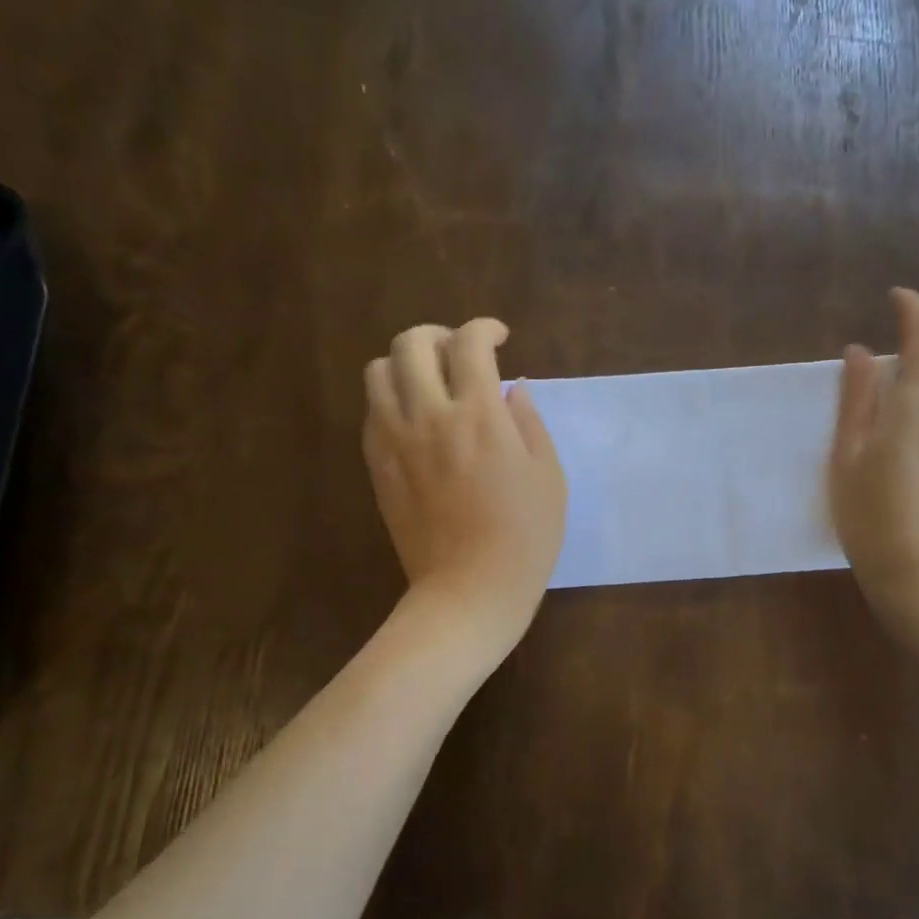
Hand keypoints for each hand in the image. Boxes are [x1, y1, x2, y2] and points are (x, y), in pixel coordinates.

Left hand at [363, 319, 566, 656]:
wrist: (469, 589)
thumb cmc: (525, 537)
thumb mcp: (548, 476)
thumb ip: (530, 423)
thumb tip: (513, 389)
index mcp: (479, 415)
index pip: (469, 343)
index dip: (484, 328)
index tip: (499, 338)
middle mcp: (429, 416)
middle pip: (412, 343)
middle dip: (438, 335)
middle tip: (460, 354)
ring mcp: (395, 440)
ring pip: (379, 371)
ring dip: (406, 363)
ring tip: (430, 382)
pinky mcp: (378, 466)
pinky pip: (371, 411)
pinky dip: (391, 398)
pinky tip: (416, 419)